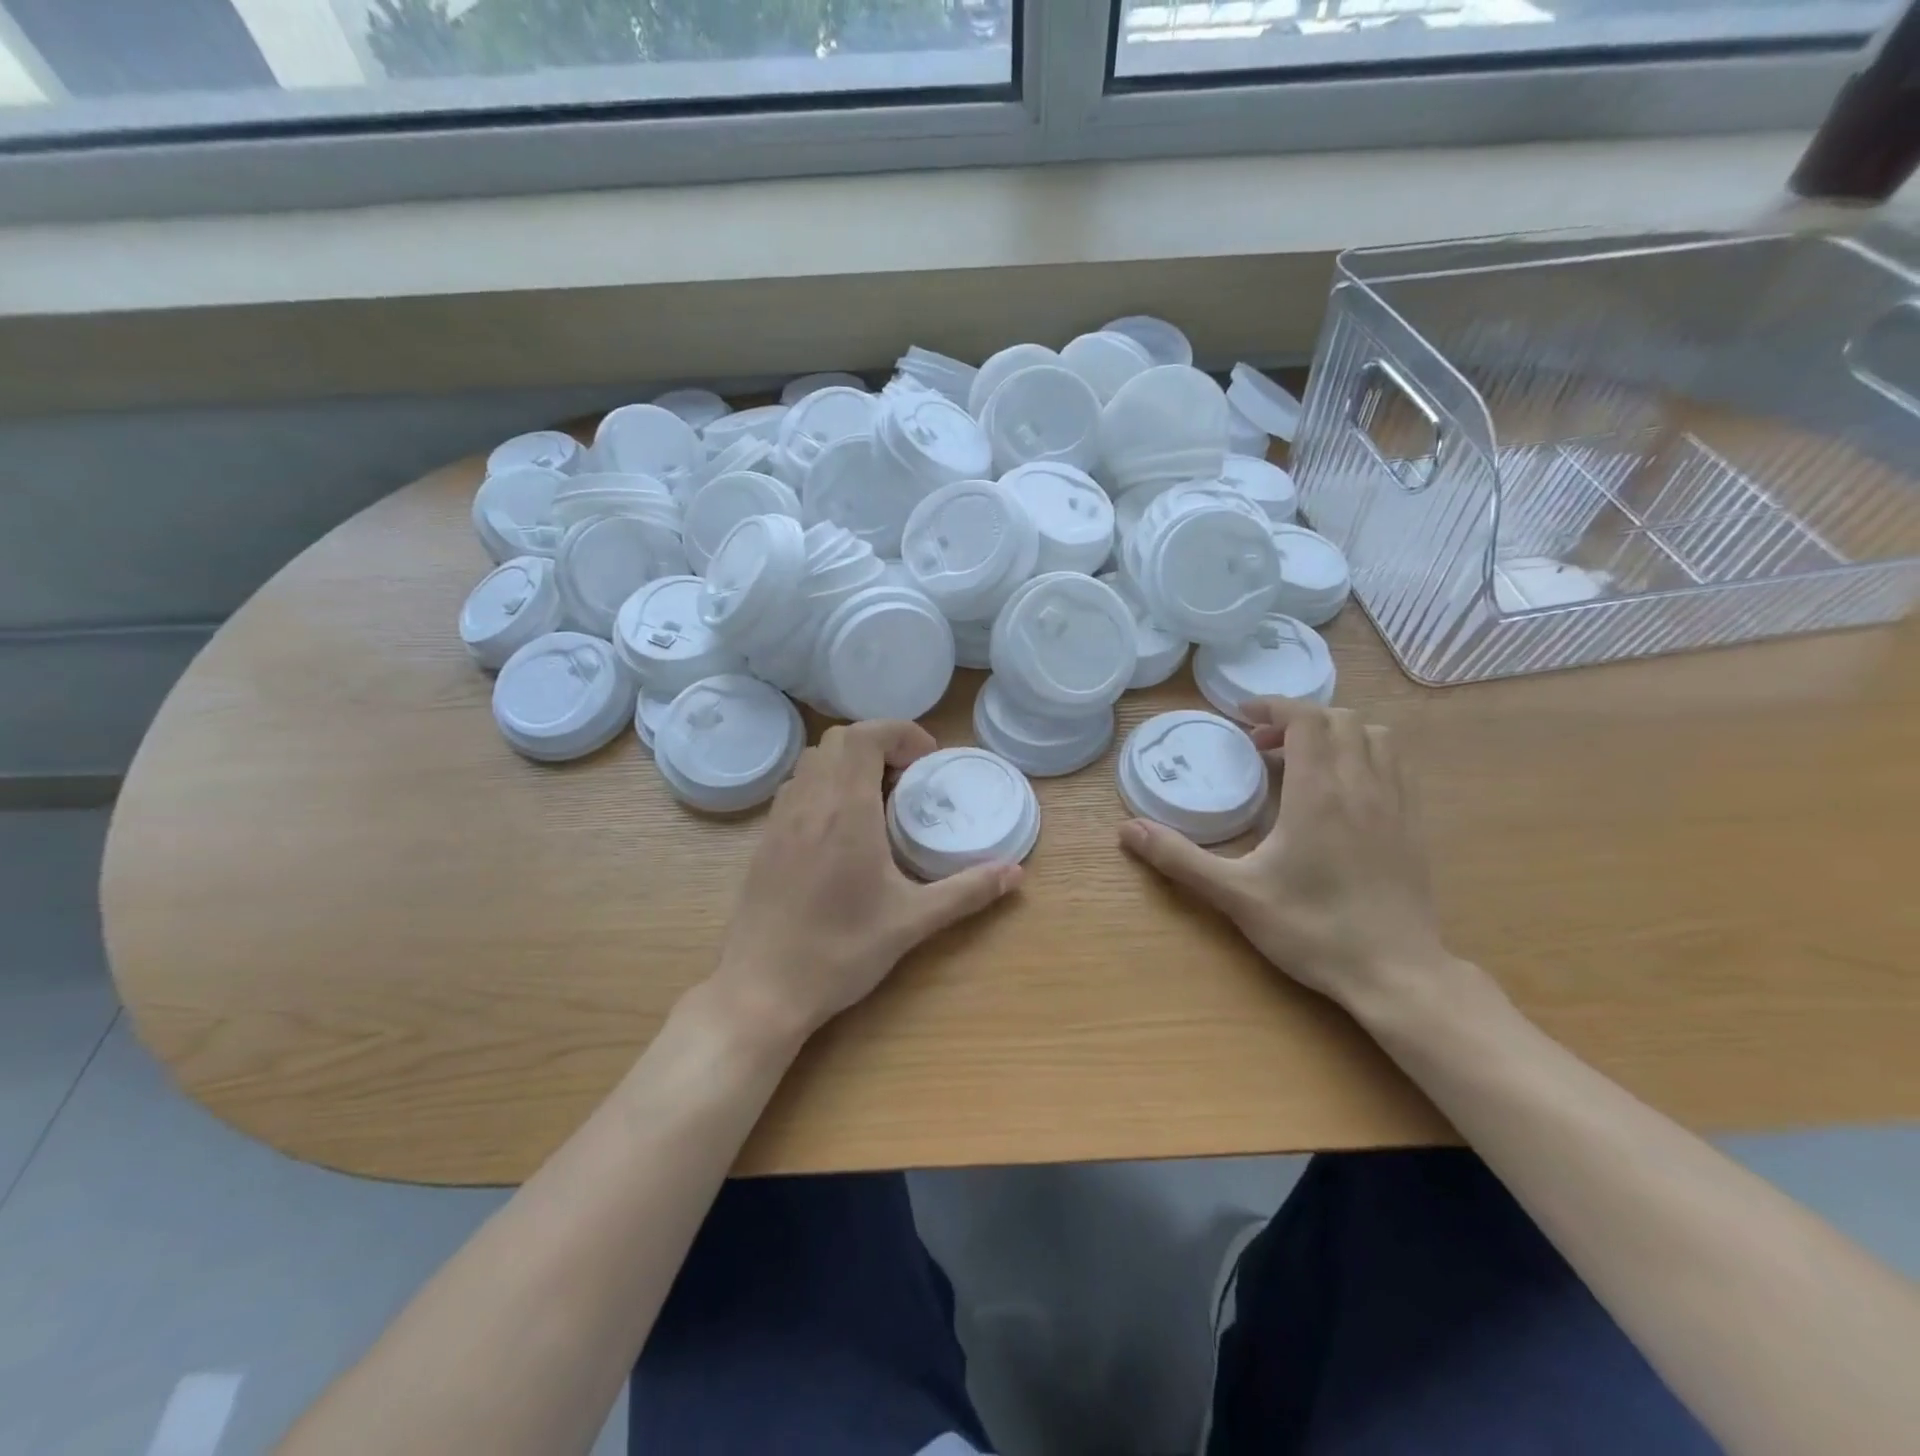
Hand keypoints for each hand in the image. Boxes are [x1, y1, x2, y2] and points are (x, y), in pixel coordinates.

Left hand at [715, 720, 1022, 1039]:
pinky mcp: (765, 841)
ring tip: (878, 799)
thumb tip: (1014, 872)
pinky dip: (824, 786)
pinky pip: (796, 789)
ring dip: (848, 763)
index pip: (864, 736)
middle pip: (838, 740)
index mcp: (845, 811)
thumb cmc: (840, 951)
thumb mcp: (912, 921)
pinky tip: (842, 828)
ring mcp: (780, 821)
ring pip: (812, 762)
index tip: (927, 759)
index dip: (899, 732)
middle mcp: (808, 803)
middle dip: (878, 743)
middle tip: (908, 778)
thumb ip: (966, 891)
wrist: (762, 990)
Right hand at [1118, 699, 1450, 1012]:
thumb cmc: (1312, 929)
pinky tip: (1343, 788)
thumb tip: (1127, 830)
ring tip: (1304, 760)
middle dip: (1299, 720)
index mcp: (1318, 793)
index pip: (1306, 719)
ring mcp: (1396, 803)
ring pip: (1376, 736)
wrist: (1395, 973)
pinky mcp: (1415, 824)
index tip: (1243, 716)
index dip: (1274, 706)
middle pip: (1341, 719)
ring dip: (1337, 733)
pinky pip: (1397, 764)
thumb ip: (1180, 858)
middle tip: (1262, 747)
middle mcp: (1362, 785)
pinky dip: (1367, 755)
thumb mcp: (1235, 895)